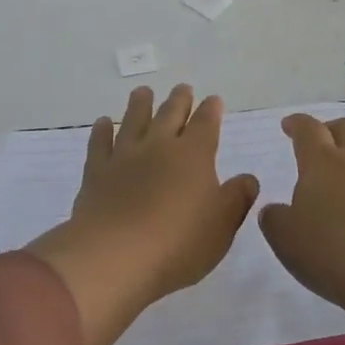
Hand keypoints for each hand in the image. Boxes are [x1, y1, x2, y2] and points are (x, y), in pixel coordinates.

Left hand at [29, 84, 259, 344]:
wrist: (115, 256)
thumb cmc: (179, 243)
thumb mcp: (222, 225)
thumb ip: (237, 198)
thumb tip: (249, 178)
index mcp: (194, 154)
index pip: (206, 123)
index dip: (211, 110)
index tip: (213, 99)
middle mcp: (159, 146)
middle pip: (170, 114)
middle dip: (179, 100)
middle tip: (183, 88)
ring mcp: (125, 156)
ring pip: (134, 120)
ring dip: (140, 104)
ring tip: (143, 91)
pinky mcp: (96, 173)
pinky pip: (100, 144)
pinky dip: (101, 131)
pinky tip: (103, 123)